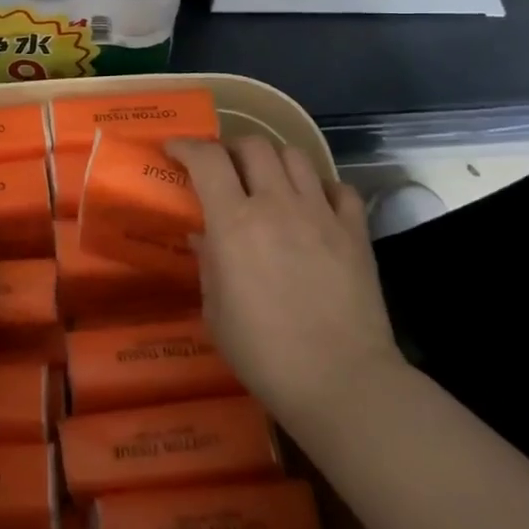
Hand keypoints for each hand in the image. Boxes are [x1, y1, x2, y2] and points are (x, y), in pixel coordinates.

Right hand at [169, 136, 403, 431]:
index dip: (186, 146)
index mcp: (235, 222)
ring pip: (295, 156)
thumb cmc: (265, 354)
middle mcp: (277, 204)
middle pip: (253, 145)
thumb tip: (203, 236)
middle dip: (231, 148)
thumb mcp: (216, 312)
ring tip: (267, 180)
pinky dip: (321, 187)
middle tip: (223, 167)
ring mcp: (321, 214)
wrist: (342, 383)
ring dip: (273, 160)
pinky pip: (339, 188)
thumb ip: (208, 264)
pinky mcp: (355, 231)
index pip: (207, 159)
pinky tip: (313, 205)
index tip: (174, 149)